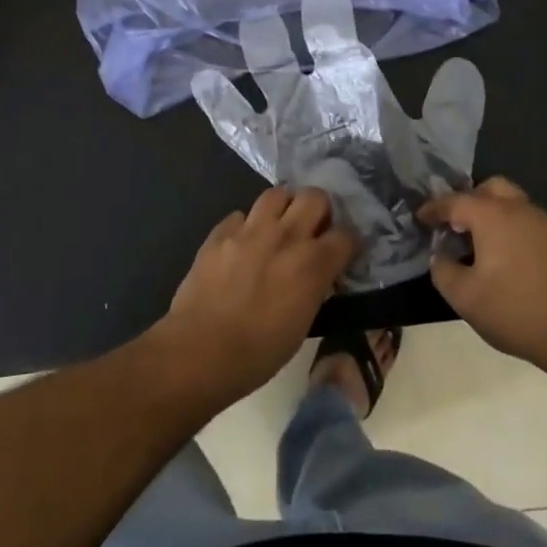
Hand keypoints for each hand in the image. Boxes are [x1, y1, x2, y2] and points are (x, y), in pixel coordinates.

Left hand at [159, 187, 357, 402]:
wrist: (199, 351)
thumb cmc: (258, 352)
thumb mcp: (302, 324)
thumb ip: (315, 287)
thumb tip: (318, 274)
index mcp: (312, 263)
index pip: (346, 235)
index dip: (347, 244)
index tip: (342, 254)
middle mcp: (285, 236)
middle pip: (315, 196)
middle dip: (319, 210)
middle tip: (312, 230)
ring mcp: (249, 230)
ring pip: (277, 194)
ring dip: (284, 207)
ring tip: (279, 227)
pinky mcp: (219, 233)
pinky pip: (240, 215)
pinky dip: (246, 226)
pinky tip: (242, 245)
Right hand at [421, 177, 546, 373]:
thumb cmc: (515, 310)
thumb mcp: (464, 297)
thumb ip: (443, 270)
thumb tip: (442, 256)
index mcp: (492, 216)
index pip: (454, 201)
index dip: (433, 209)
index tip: (420, 218)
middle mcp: (519, 209)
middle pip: (490, 188)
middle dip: (469, 200)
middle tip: (455, 224)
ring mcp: (545, 224)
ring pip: (513, 204)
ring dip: (492, 214)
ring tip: (479, 243)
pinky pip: (528, 223)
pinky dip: (511, 230)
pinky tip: (507, 259)